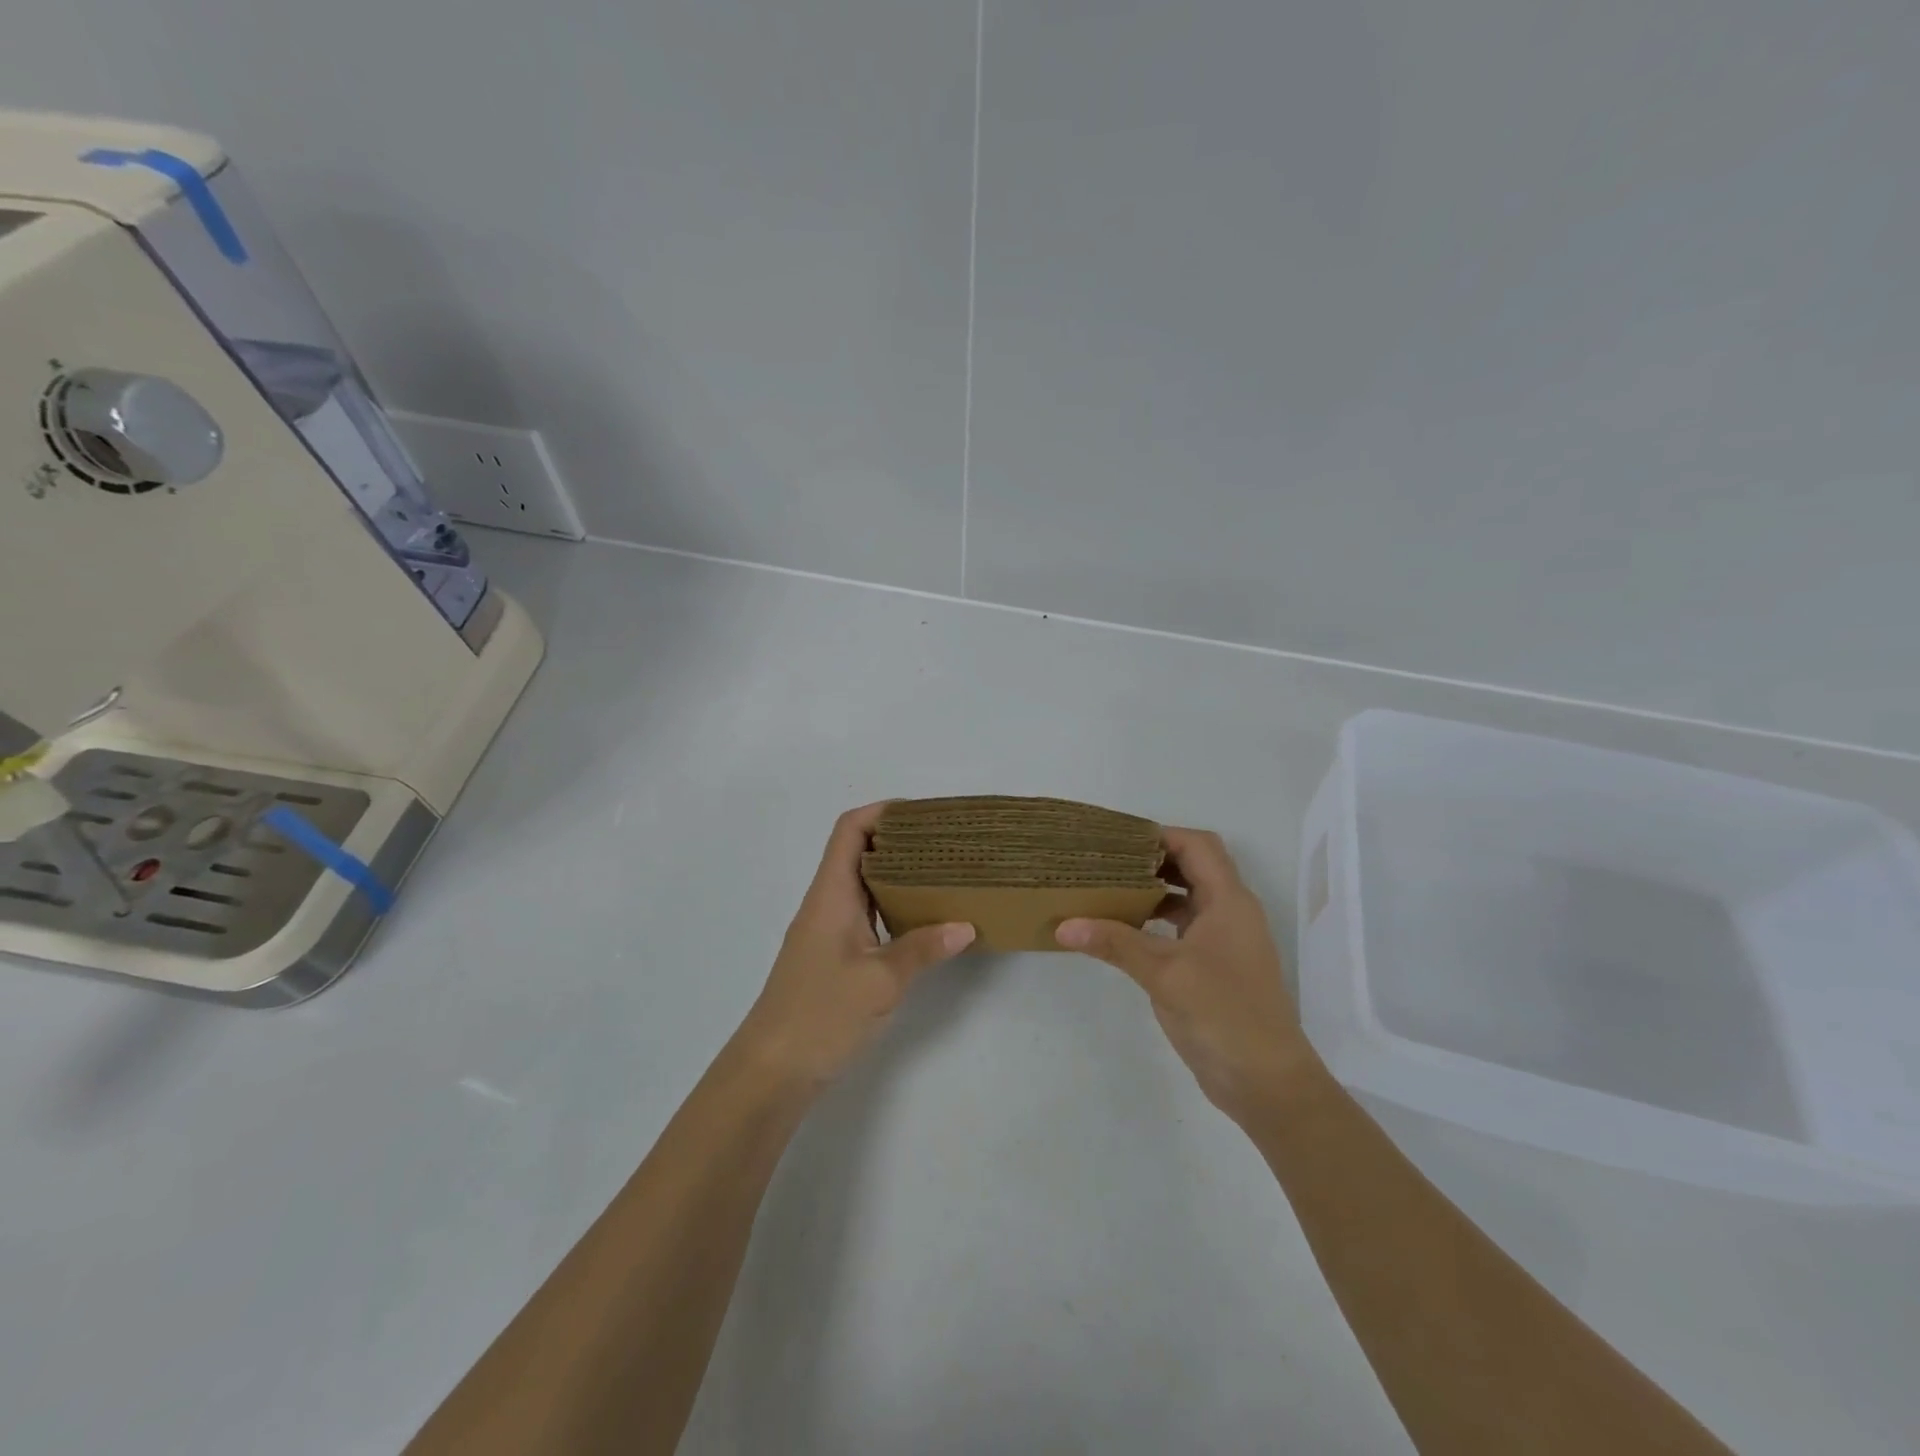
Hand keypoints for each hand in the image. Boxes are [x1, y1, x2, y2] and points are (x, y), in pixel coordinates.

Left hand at [735, 803, 974, 1092]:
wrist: (772, 1071)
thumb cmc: (819, 1015)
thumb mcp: (879, 981)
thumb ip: (922, 949)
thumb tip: (965, 926)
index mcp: (831, 895)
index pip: (850, 830)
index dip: (883, 812)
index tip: (925, 815)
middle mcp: (827, 904)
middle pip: (860, 852)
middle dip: (901, 840)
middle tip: (947, 844)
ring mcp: (828, 931)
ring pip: (865, 885)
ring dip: (900, 875)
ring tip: (944, 875)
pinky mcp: (834, 957)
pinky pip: (867, 915)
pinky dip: (894, 907)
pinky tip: (923, 921)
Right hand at [1057, 827, 1317, 1126]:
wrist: (1267, 1082)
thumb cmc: (1222, 1014)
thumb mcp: (1164, 973)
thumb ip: (1115, 942)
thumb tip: (1063, 925)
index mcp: (1229, 901)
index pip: (1197, 846)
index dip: (1160, 835)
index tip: (1117, 840)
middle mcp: (1231, 912)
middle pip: (1193, 867)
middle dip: (1152, 860)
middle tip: (1106, 861)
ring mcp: (1225, 941)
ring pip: (1188, 898)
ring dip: (1154, 891)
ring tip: (1109, 889)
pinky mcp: (1217, 967)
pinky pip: (1184, 928)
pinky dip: (1157, 921)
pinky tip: (1126, 930)